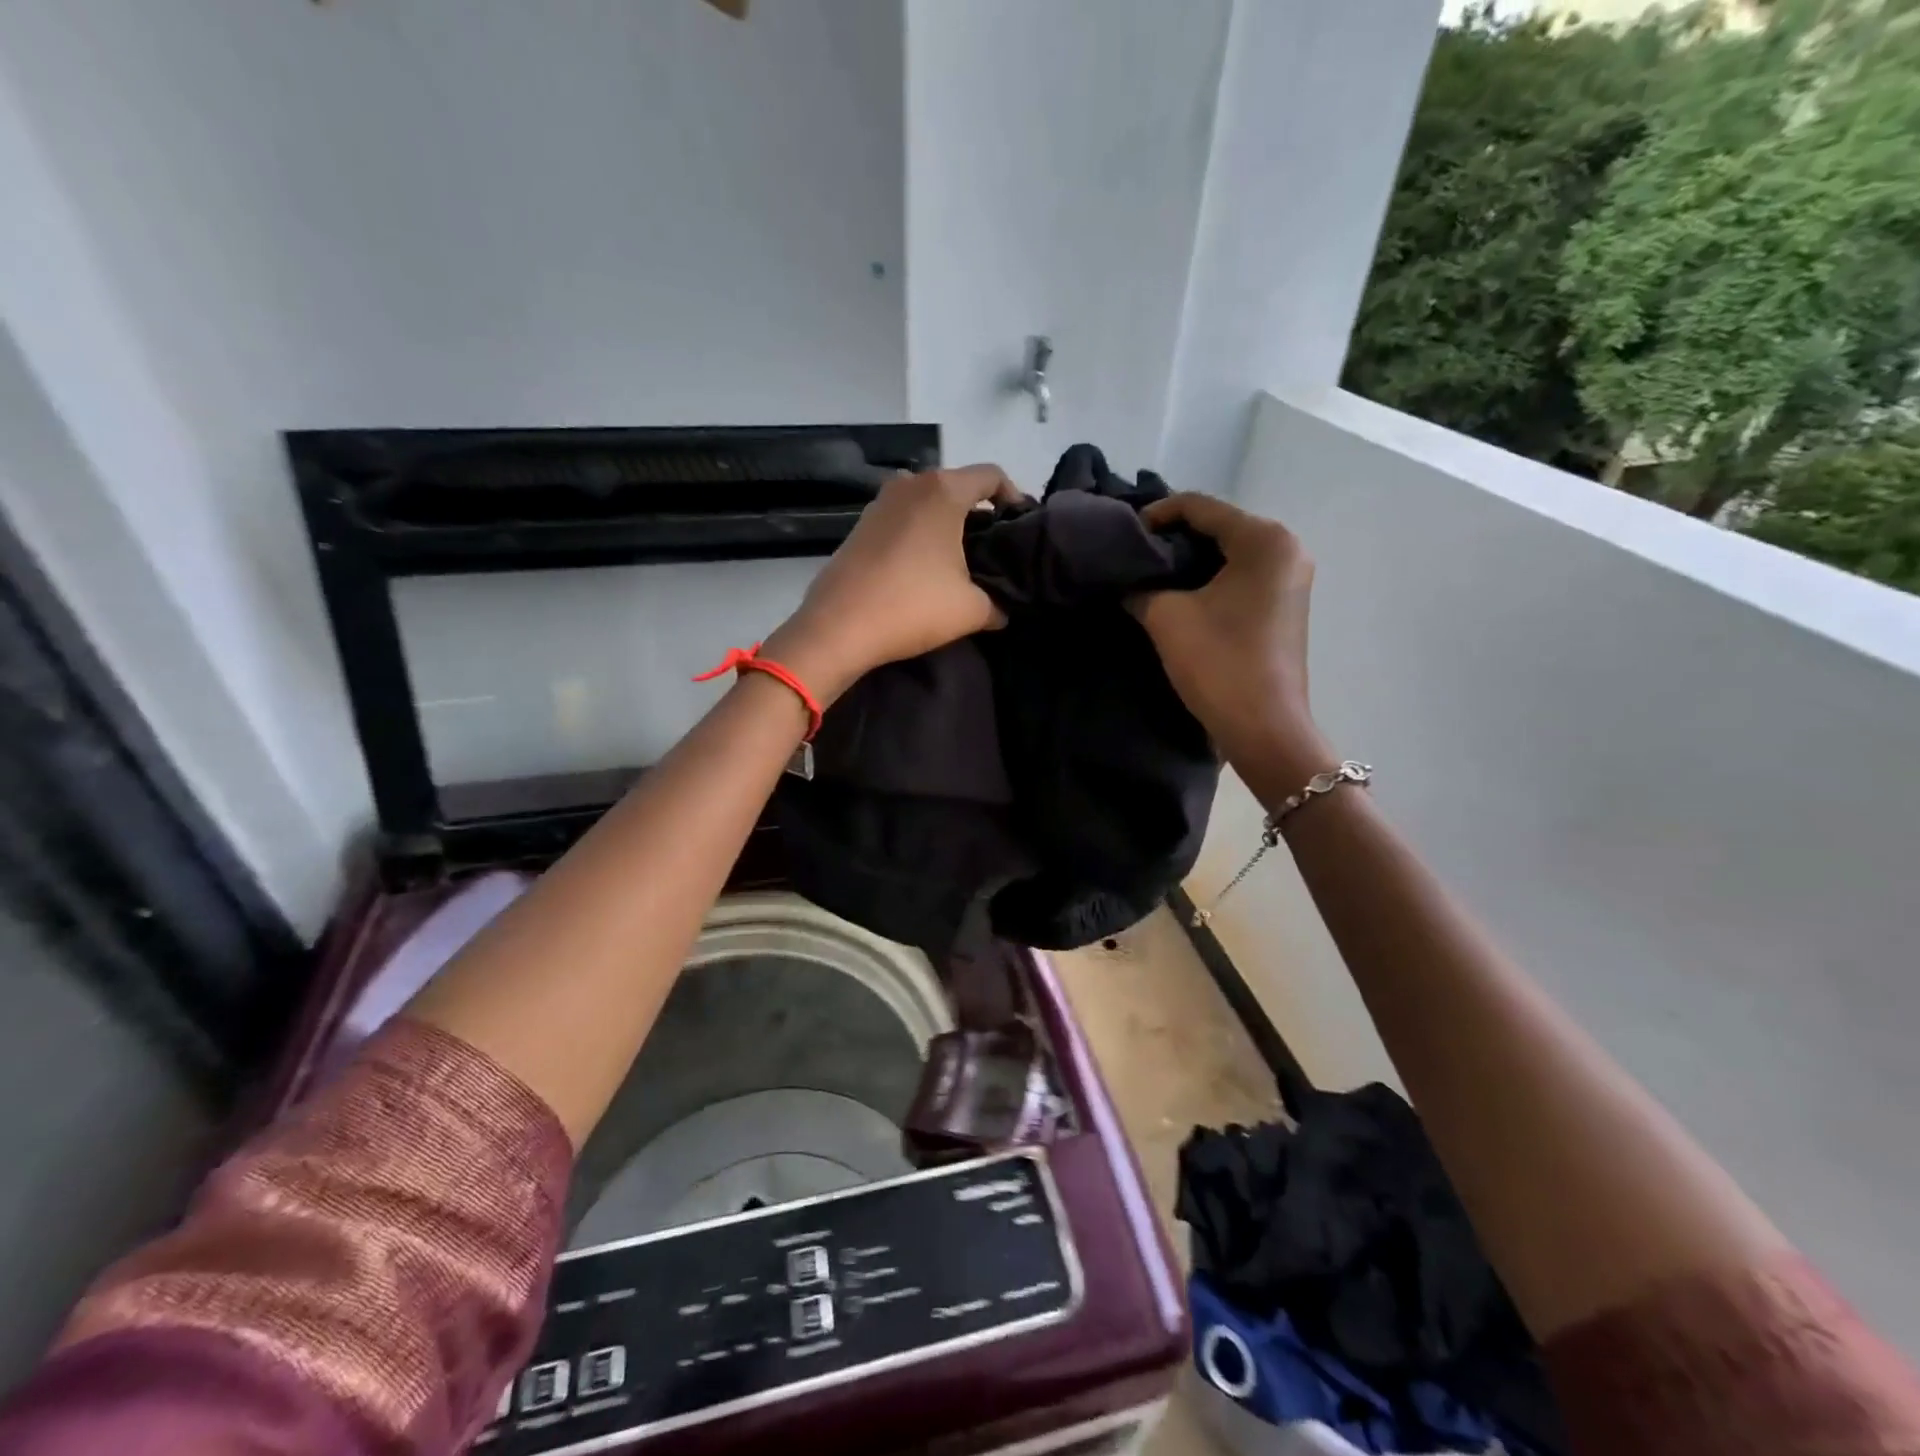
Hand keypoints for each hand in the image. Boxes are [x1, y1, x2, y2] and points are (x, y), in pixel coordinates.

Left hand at [764, 465, 1021, 703]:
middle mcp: (909, 484)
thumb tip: (1002, 610)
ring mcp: (879, 503)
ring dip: (946, 524)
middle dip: (979, 514)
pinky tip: (923, 569)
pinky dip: (919, 535)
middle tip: (994, 549)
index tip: (1020, 528)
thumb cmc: (913, 607)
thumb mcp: (972, 610)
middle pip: (957, 486)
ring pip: (926, 503)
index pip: (991, 476)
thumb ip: (998, 604)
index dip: (1014, 497)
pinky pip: (902, 520)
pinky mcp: (860, 526)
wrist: (839, 627)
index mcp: (942, 491)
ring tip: (959, 560)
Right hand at [1130, 494, 1330, 775]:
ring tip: (1148, 573)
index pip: (1200, 507)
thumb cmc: (1218, 664)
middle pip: (1218, 526)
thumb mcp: (1166, 617)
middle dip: (1173, 538)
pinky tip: (1178, 593)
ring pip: (1229, 551)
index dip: (1156, 515)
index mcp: (1264, 539)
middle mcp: (1286, 547)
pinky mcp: (1285, 603)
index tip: (1122, 534)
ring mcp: (1290, 577)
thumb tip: (1123, 579)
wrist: (1264, 728)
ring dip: (1189, 560)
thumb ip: (1139, 586)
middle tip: (1132, 554)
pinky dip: (1209, 578)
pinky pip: (1241, 574)